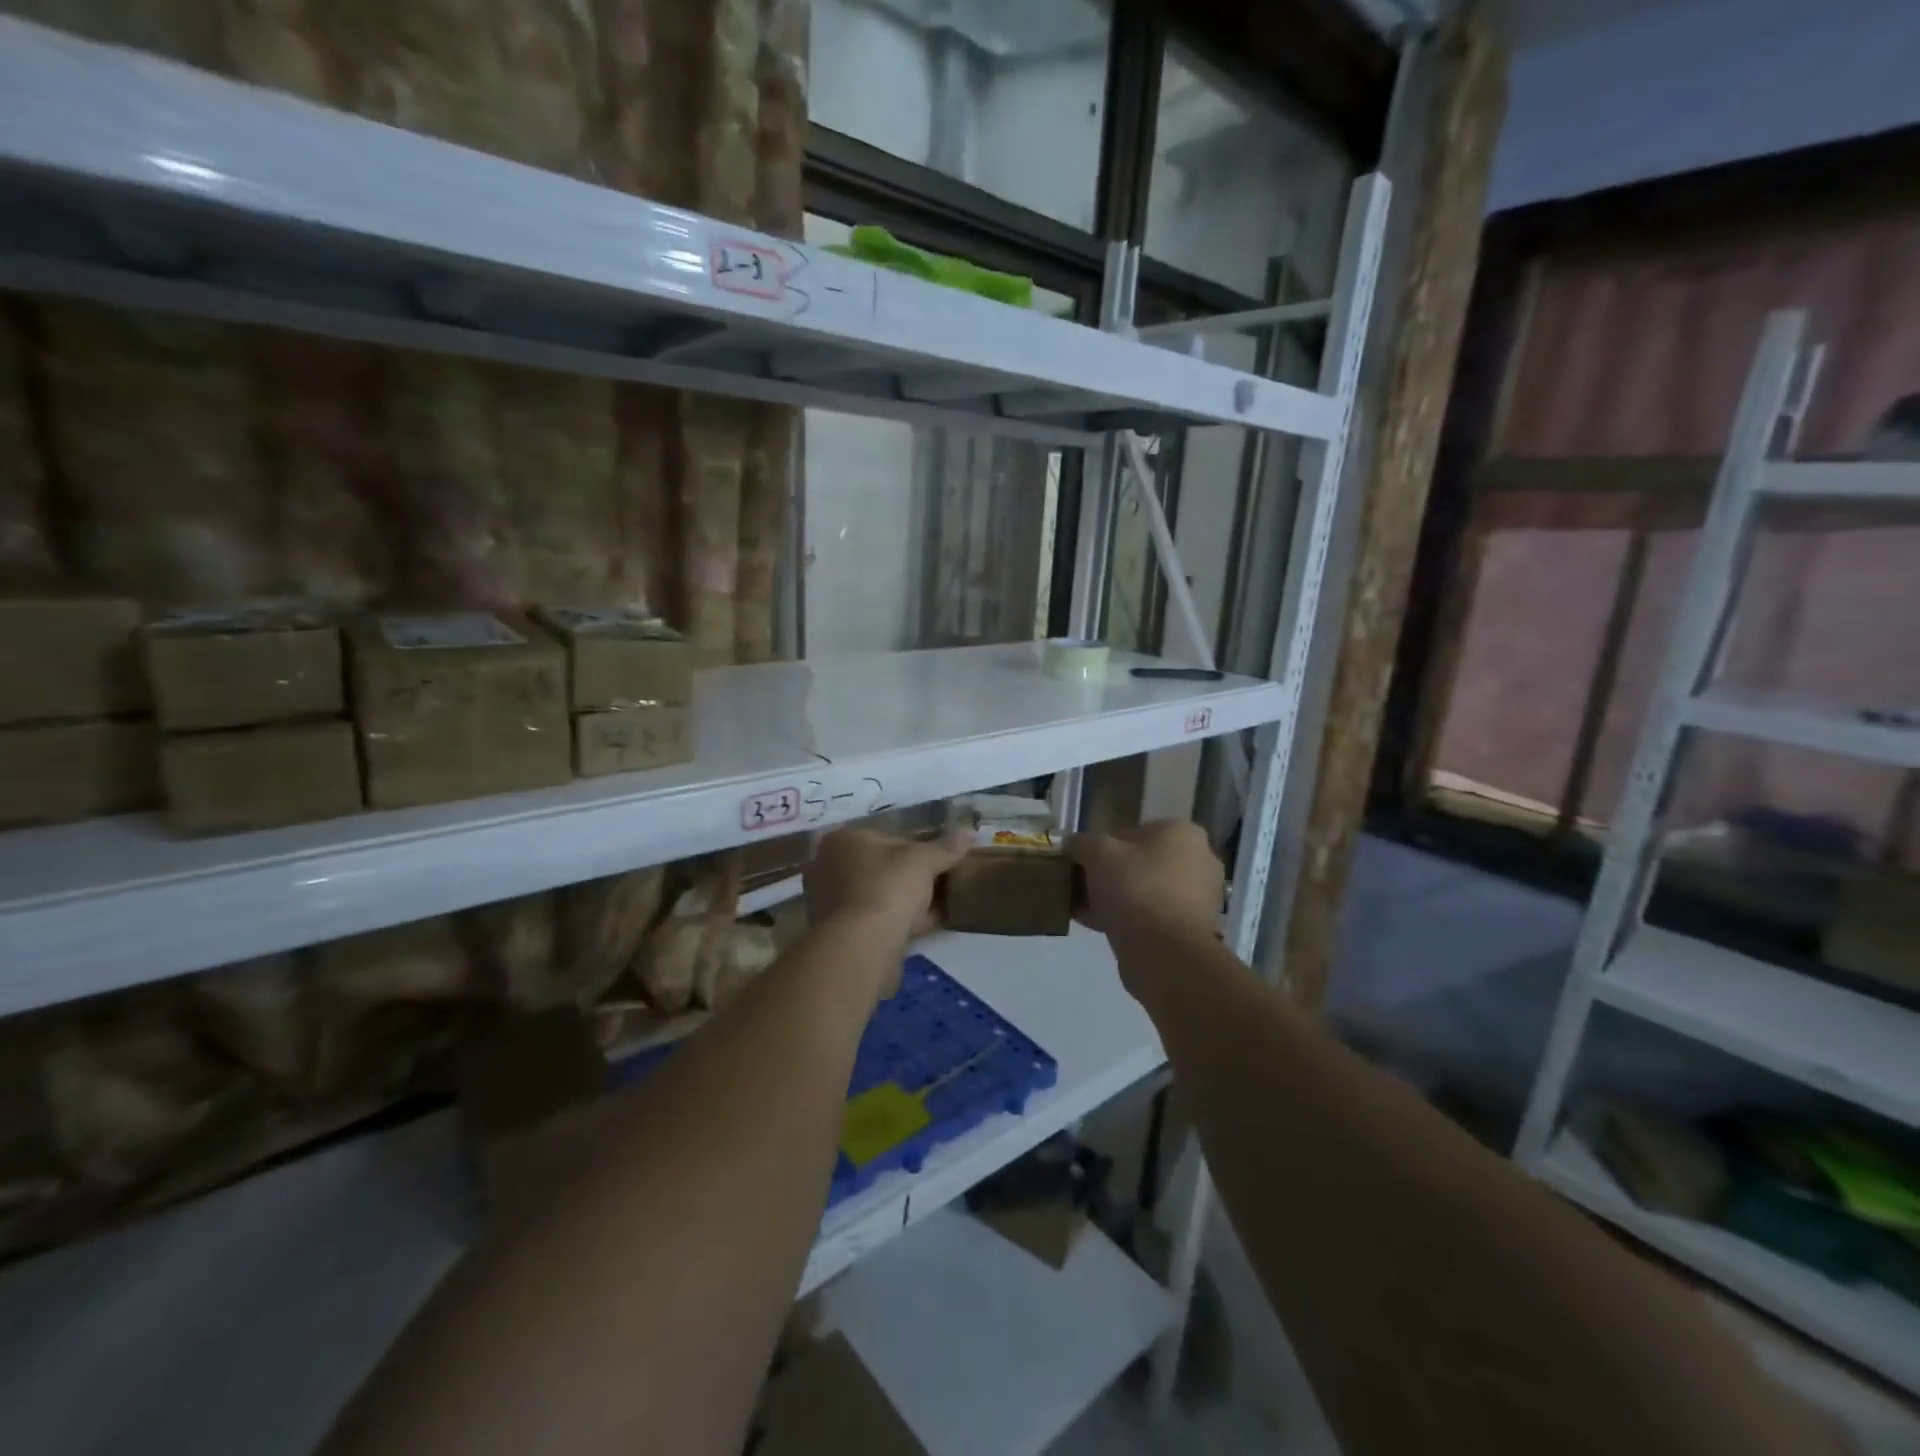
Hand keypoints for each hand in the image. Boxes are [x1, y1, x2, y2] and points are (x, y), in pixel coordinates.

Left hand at [804, 827, 968, 946]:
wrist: (863, 945)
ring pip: (879, 895)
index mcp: (841, 840)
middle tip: (942, 883)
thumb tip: (970, 833)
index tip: (940, 861)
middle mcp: (827, 867)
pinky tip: (927, 925)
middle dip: (911, 876)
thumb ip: (946, 847)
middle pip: (881, 868)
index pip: (887, 837)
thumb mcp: (924, 860)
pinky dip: (900, 921)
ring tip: (940, 906)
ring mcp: (830, 903)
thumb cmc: (888, 886)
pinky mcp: (839, 933)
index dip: (918, 848)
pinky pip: (877, 920)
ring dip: (907, 901)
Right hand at [1066, 820, 1222, 942]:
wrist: (1164, 951)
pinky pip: (1153, 916)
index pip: (1132, 832)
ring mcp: (1200, 897)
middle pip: (1140, 863)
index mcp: (1183, 832)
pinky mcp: (1193, 929)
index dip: (1102, 847)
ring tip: (1084, 910)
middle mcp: (1200, 860)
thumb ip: (1082, 842)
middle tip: (1082, 887)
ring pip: (1146, 891)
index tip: (1081, 864)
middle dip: (1110, 875)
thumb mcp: (1097, 853)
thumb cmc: (1134, 887)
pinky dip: (1129, 919)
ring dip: (1116, 899)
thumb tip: (1073, 843)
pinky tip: (1097, 926)